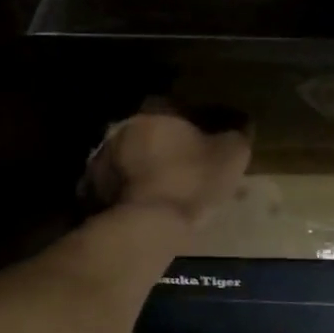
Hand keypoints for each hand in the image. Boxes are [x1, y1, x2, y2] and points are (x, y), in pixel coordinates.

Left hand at [83, 102, 252, 227]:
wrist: (147, 226)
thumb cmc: (192, 181)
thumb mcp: (231, 155)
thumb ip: (238, 134)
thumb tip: (243, 123)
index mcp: (156, 111)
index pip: (178, 106)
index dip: (194, 122)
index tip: (206, 139)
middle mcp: (124, 127)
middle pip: (149, 131)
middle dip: (164, 145)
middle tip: (183, 165)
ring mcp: (102, 158)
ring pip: (129, 157)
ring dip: (143, 168)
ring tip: (162, 188)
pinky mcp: (91, 189)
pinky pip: (115, 184)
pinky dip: (127, 191)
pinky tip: (143, 205)